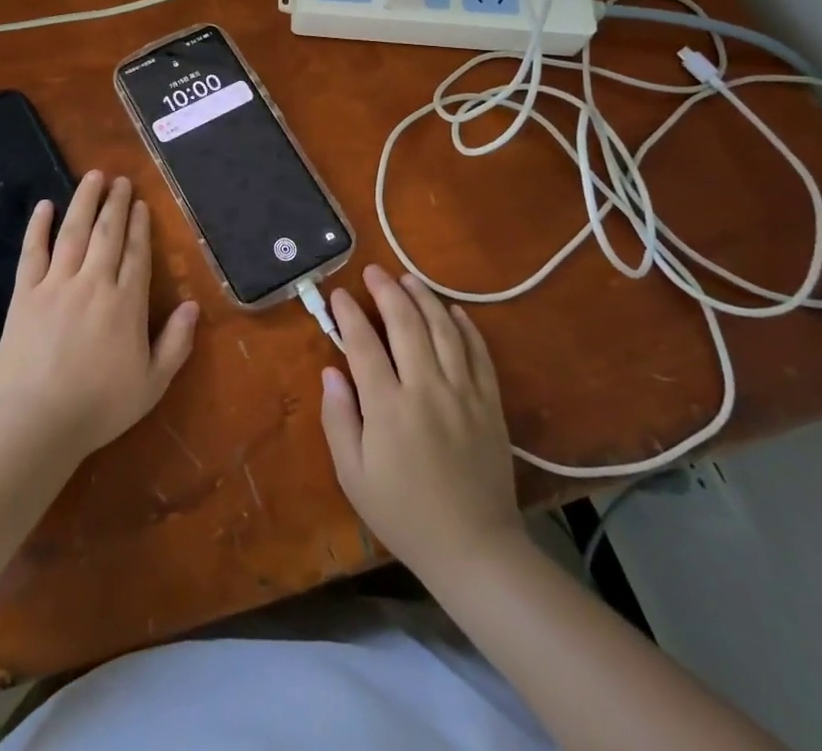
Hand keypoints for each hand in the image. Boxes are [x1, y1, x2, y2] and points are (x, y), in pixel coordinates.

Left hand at [0, 172, 200, 464]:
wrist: (38, 421)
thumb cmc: (100, 406)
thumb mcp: (152, 383)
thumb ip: (176, 343)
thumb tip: (192, 305)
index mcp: (125, 303)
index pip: (136, 253)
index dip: (139, 226)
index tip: (140, 204)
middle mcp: (93, 283)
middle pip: (107, 233)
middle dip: (115, 204)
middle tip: (120, 180)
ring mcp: (56, 284)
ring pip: (73, 232)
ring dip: (84, 201)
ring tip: (92, 177)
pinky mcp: (25, 293)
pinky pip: (32, 251)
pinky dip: (38, 226)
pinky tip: (44, 205)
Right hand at [320, 264, 525, 578]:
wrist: (475, 550)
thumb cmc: (404, 515)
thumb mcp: (353, 476)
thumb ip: (338, 419)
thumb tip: (331, 372)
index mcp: (389, 407)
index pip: (363, 344)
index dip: (349, 314)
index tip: (339, 294)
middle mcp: (427, 390)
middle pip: (406, 324)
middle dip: (387, 291)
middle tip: (373, 271)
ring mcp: (464, 394)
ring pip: (444, 330)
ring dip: (424, 298)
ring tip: (408, 278)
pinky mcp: (490, 404)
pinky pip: (479, 354)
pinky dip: (466, 327)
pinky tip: (454, 310)